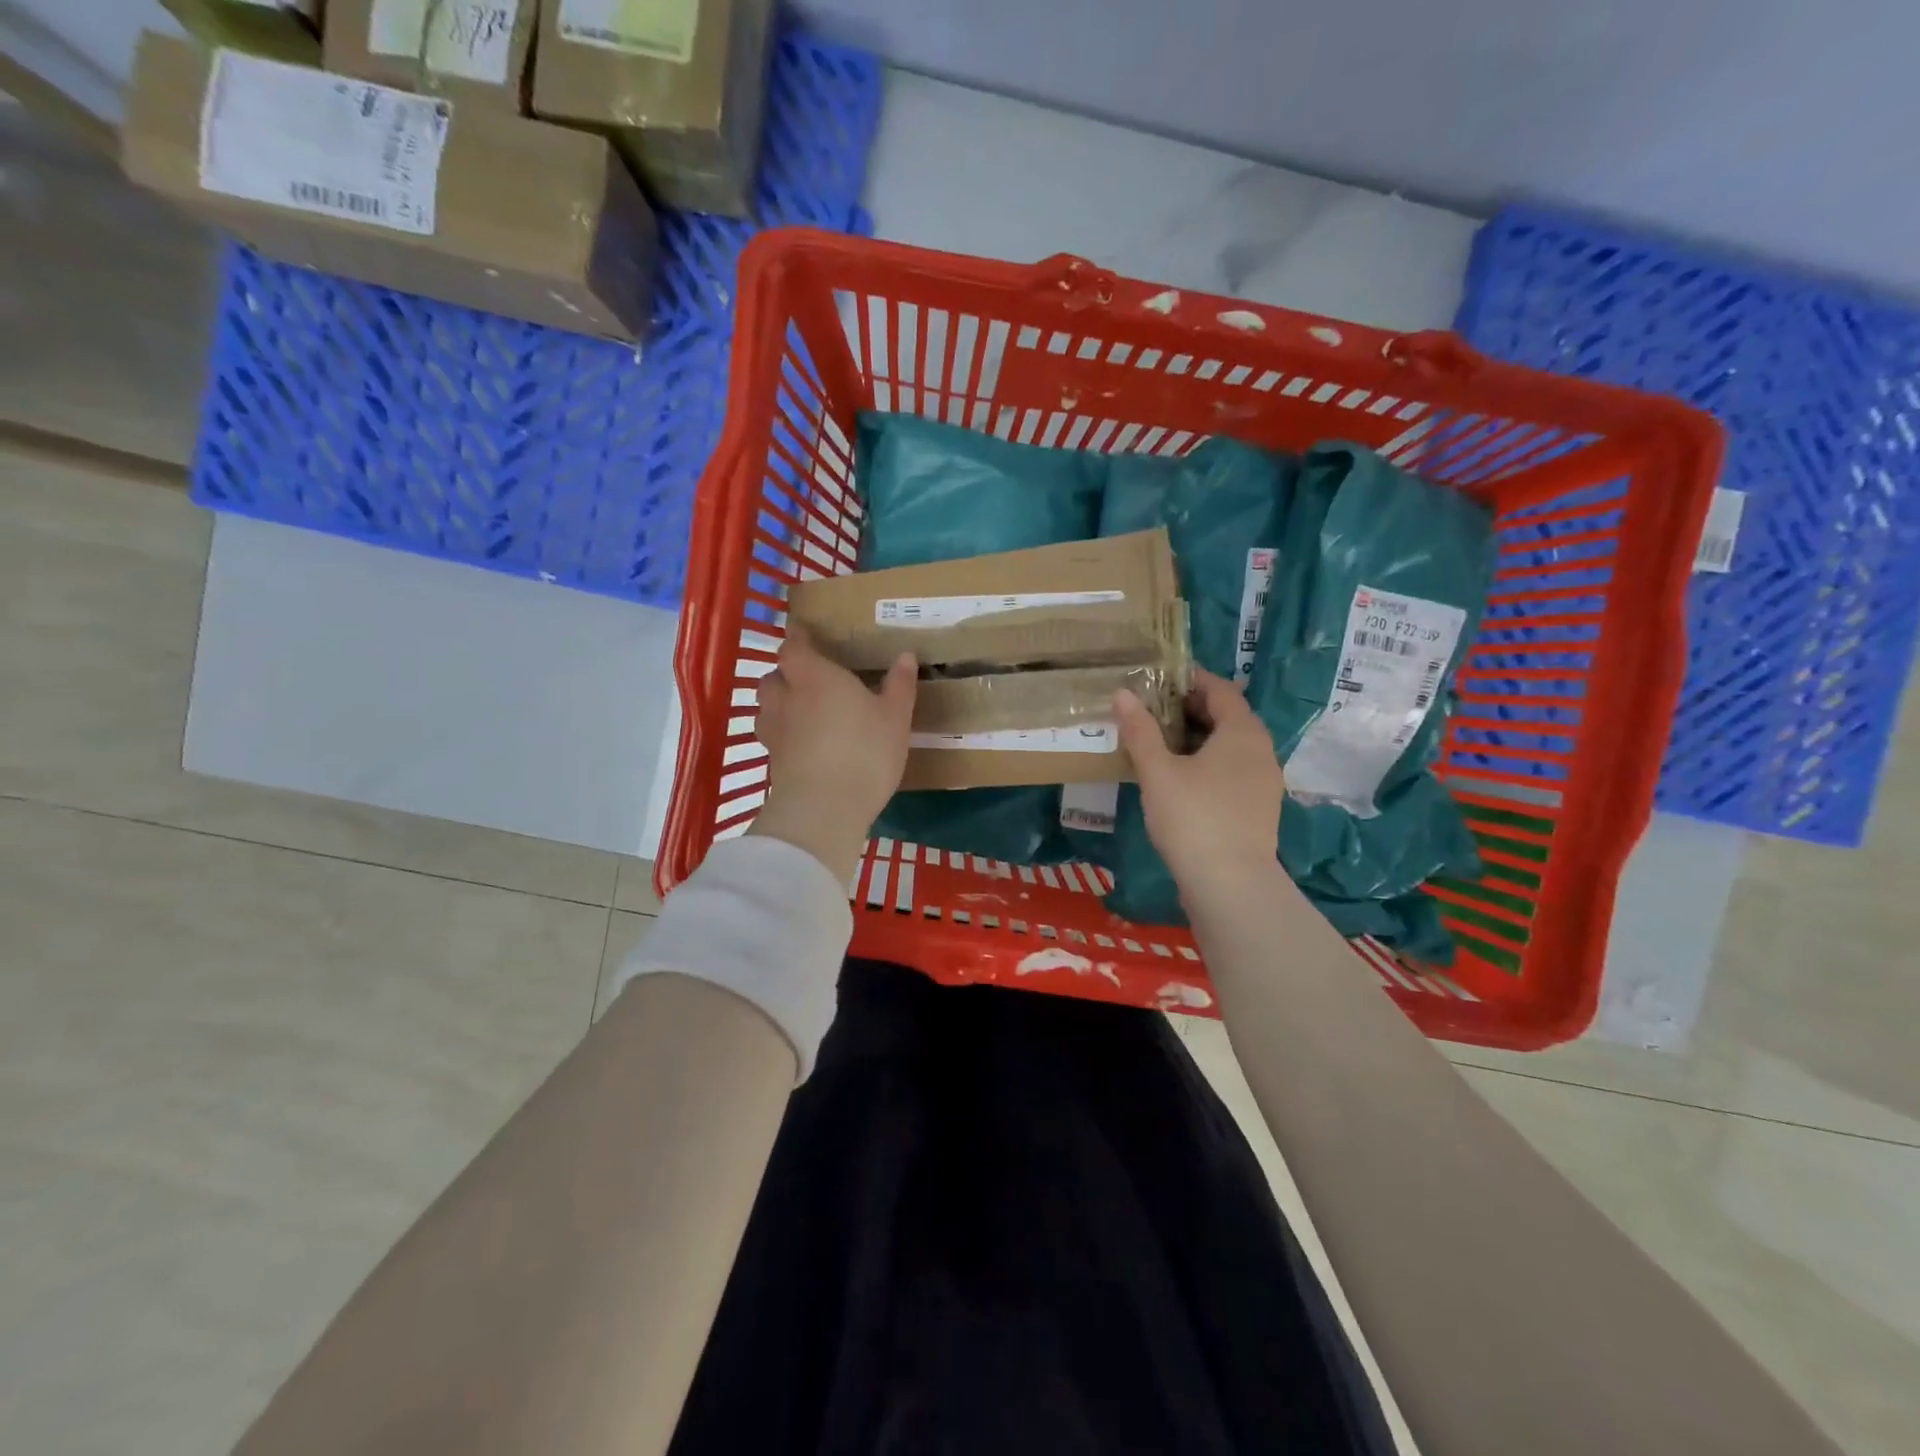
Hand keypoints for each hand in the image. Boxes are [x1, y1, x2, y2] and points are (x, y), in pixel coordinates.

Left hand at [749, 625, 916, 883]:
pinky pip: (772, 737)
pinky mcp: (772, 761)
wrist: (825, 806)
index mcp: (815, 676)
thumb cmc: (865, 750)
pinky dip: (782, 734)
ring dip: (778, 704)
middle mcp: (787, 697)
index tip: (805, 635)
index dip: (798, 639)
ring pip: (766, 707)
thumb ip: (899, 685)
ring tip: (800, 711)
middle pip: (773, 676)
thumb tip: (906, 656)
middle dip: (786, 674)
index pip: (794, 647)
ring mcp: (774, 730)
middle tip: (808, 679)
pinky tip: (800, 744)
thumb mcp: (895, 718)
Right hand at [1114, 669, 1285, 907]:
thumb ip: (1140, 731)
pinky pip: (1232, 771)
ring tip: (1160, 745)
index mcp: (1242, 732)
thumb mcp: (1157, 771)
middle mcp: (1261, 750)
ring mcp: (1264, 782)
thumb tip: (1122, 694)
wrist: (1231, 885)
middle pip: (1227, 717)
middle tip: (1152, 711)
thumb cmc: (1193, 817)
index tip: (1159, 679)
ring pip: (1229, 747)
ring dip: (1198, 739)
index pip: (1220, 689)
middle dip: (1190, 710)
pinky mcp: (1258, 809)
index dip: (1190, 680)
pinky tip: (1179, 780)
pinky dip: (1207, 764)